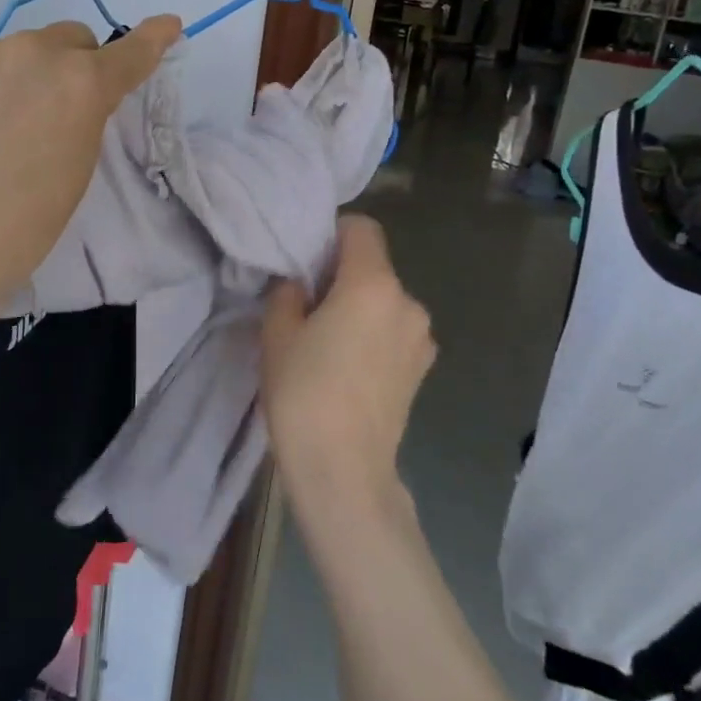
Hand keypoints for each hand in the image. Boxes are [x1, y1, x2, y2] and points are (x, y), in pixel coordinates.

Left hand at [0, 15, 179, 316]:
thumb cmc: (15, 229)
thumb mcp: (71, 175)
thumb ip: (78, 121)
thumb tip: (63, 101)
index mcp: (80, 86)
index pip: (128, 55)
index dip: (151, 40)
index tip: (167, 25)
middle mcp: (31, 52)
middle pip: (64, 40)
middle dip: (64, 65)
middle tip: (42, 111)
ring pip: (3, 51)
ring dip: (3, 76)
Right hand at [261, 215, 435, 514]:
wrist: (344, 471)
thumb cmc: (304, 393)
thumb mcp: (277, 333)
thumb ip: (288, 292)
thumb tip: (301, 284)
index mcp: (373, 284)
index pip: (361, 229)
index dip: (332, 234)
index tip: (306, 262)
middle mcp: (408, 303)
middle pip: (373, 267)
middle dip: (341, 276)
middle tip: (307, 306)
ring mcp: (421, 339)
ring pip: (384, 302)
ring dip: (359, 308)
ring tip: (327, 344)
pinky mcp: (423, 370)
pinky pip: (394, 332)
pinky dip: (374, 335)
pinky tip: (349, 369)